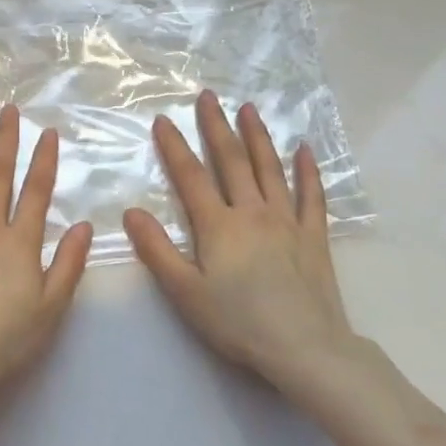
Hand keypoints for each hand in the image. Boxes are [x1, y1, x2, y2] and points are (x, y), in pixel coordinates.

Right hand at [124, 91, 355, 396]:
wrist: (305, 349)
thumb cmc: (238, 323)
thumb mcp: (185, 292)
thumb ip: (157, 250)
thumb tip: (132, 212)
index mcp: (219, 225)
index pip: (191, 176)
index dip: (175, 146)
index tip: (163, 119)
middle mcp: (252, 212)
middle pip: (231, 161)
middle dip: (216, 126)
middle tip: (207, 96)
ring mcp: (287, 221)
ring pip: (270, 169)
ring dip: (257, 136)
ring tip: (248, 108)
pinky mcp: (314, 236)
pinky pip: (311, 196)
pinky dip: (308, 171)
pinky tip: (305, 150)